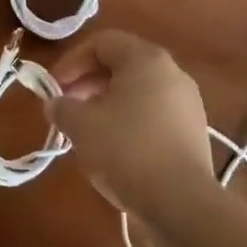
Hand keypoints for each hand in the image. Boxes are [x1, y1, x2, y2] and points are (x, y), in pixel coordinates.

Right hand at [45, 31, 212, 217]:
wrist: (181, 203)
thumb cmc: (126, 150)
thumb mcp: (81, 126)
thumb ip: (62, 107)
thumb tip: (56, 103)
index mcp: (145, 59)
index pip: (102, 42)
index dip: (72, 60)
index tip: (54, 87)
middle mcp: (172, 72)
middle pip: (122, 64)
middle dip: (88, 82)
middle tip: (67, 107)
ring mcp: (187, 103)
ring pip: (138, 91)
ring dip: (107, 103)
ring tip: (87, 130)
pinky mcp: (193, 132)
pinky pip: (153, 114)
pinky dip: (129, 121)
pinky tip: (115, 149)